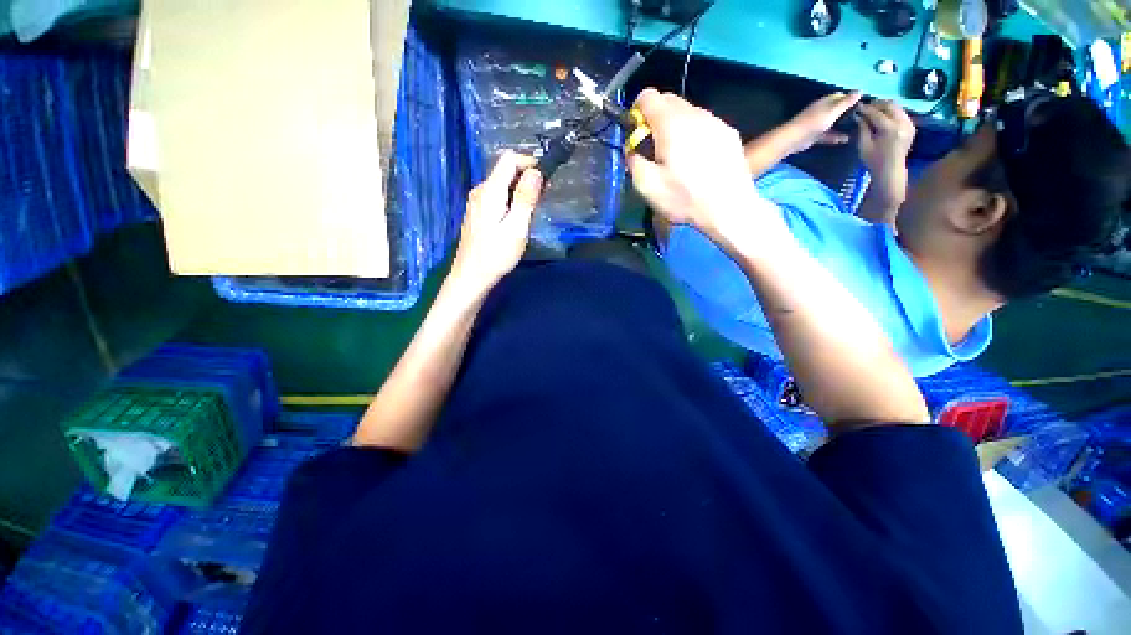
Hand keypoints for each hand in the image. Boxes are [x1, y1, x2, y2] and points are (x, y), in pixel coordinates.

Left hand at [450, 152, 541, 296]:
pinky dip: (511, 199)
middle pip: (505, 170)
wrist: (471, 277)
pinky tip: (518, 218)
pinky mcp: (477, 213)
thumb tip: (536, 171)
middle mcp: (480, 190)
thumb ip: (526, 198)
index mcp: (490, 191)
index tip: (547, 178)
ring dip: (520, 190)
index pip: (509, 159)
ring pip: (502, 184)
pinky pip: (497, 196)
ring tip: (533, 210)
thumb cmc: (496, 255)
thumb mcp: (516, 228)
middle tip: (544, 197)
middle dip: (527, 177)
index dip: (529, 162)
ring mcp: (477, 202)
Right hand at [627, 89, 760, 247]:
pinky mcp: (729, 133)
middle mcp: (694, 113)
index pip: (647, 96)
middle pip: (668, 101)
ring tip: (677, 158)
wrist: (728, 208)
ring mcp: (715, 121)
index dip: (636, 112)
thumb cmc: (684, 198)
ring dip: (675, 128)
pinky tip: (697, 161)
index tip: (636, 135)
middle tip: (654, 149)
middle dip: (655, 120)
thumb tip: (632, 149)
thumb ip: (633, 161)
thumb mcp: (647, 186)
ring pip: (687, 113)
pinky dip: (694, 135)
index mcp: (671, 123)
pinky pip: (704, 125)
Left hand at [784, 91, 862, 153]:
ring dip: (843, 126)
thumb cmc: (814, 122)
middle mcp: (822, 111)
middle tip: (864, 117)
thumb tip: (860, 91)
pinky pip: (827, 136)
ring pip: (833, 123)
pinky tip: (846, 140)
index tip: (864, 103)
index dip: (851, 98)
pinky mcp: (814, 136)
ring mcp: (817, 124)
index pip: (841, 96)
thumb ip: (846, 102)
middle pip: (837, 110)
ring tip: (858, 129)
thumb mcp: (833, 110)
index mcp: (825, 102)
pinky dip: (835, 137)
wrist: (794, 139)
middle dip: (849, 113)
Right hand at [855, 100, 914, 211]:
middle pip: (890, 105)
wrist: (891, 170)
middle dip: (877, 104)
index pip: (876, 113)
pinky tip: (884, 116)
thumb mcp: (863, 145)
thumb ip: (862, 129)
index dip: (866, 109)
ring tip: (874, 110)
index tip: (857, 107)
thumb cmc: (873, 160)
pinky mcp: (911, 126)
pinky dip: (892, 112)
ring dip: (885, 107)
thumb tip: (859, 116)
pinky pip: (901, 113)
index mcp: (890, 128)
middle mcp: (902, 123)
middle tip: (867, 106)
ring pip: (897, 107)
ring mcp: (909, 124)